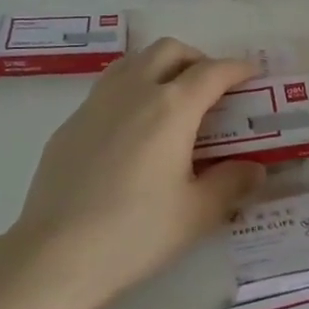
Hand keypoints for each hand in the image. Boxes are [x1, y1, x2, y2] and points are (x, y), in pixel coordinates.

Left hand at [0, 39, 266, 308]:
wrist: (54, 257)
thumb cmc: (135, 233)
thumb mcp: (197, 213)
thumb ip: (232, 183)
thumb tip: (254, 168)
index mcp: (171, 108)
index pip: (213, 72)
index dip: (238, 69)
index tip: (253, 75)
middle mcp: (134, 92)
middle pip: (169, 51)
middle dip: (197, 60)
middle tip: (213, 89)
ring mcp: (96, 104)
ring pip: (134, 61)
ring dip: (161, 67)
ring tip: (174, 100)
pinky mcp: (70, 124)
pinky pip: (108, 89)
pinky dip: (132, 91)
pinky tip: (134, 131)